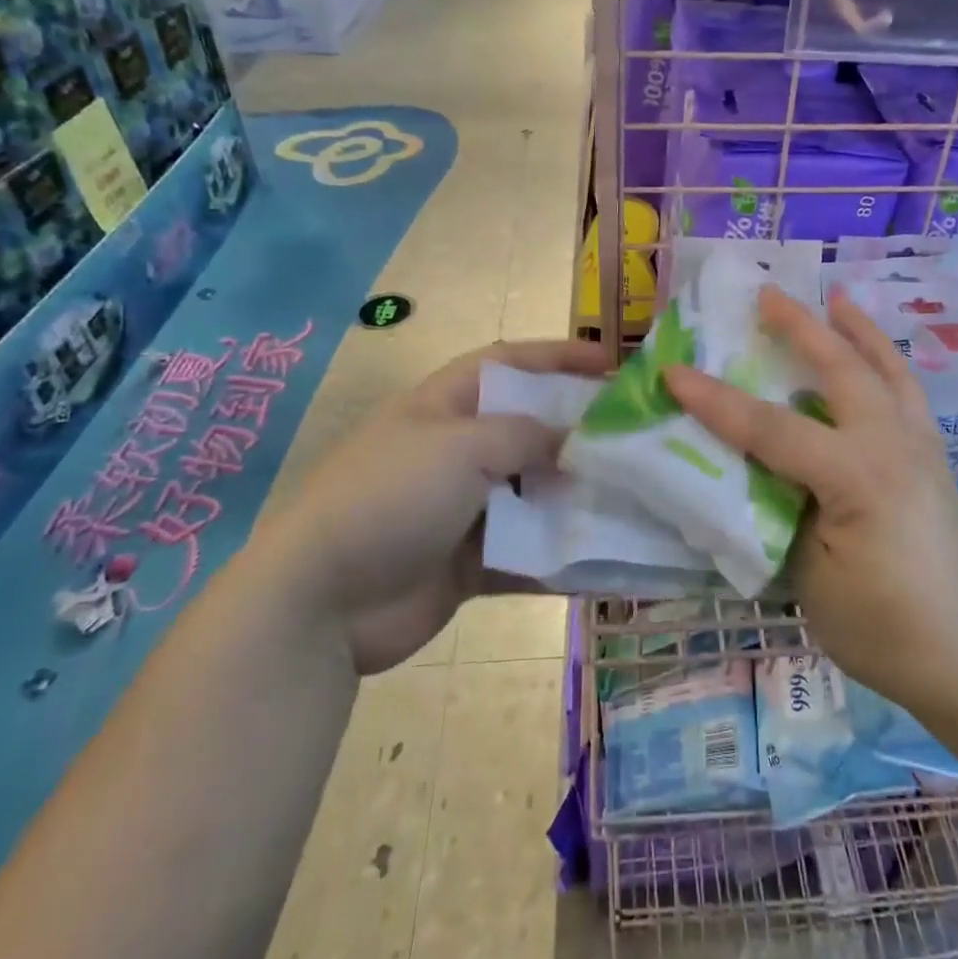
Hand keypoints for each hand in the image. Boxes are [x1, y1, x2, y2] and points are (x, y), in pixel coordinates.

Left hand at [258, 338, 610, 674]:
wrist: (321, 601)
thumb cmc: (391, 497)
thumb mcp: (461, 447)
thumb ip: (526, 436)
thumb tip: (576, 440)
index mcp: (446, 406)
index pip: (510, 363)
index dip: (559, 357)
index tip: (613, 365)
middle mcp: (457, 451)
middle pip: (531, 430)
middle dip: (580, 433)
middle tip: (636, 439)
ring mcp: (463, 509)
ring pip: (534, 494)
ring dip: (577, 498)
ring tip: (635, 500)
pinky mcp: (470, 562)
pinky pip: (527, 552)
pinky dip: (560, 555)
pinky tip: (605, 560)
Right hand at [664, 288, 957, 724]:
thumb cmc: (883, 629)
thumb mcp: (810, 576)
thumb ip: (780, 509)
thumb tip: (752, 470)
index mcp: (857, 475)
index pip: (772, 428)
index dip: (716, 402)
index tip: (673, 373)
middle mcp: (893, 444)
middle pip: (841, 370)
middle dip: (800, 327)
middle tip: (767, 294)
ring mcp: (921, 447)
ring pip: (887, 369)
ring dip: (857, 330)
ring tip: (838, 298)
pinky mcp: (934, 458)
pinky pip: (906, 392)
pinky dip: (886, 362)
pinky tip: (875, 359)